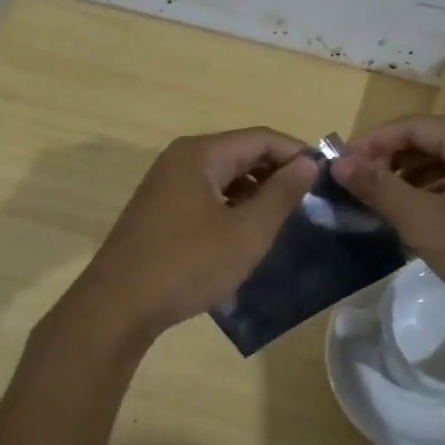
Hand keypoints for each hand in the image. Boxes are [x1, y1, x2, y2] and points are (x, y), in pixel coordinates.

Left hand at [67, 128, 318, 343]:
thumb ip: (281, 194)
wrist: (118, 306)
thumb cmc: (188, 264)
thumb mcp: (246, 231)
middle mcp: (180, 159)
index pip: (261, 138)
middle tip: (308, 202)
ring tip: (282, 220)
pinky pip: (205, 196)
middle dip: (276, 173)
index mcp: (200, 154)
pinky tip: (244, 234)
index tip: (326, 178)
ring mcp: (165, 185)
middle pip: (240, 153)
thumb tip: (307, 162)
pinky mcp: (158, 210)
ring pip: (222, 177)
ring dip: (254, 192)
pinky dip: (231, 207)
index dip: (296, 153)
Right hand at [331, 115, 444, 331]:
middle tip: (355, 187)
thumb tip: (339, 162)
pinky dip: (438, 192)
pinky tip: (419, 216)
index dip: (369, 143)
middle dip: (389, 161)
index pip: (410, 126)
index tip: (337, 167)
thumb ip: (380, 187)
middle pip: (430, 140)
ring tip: (380, 203)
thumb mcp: (425, 222)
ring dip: (412, 178)